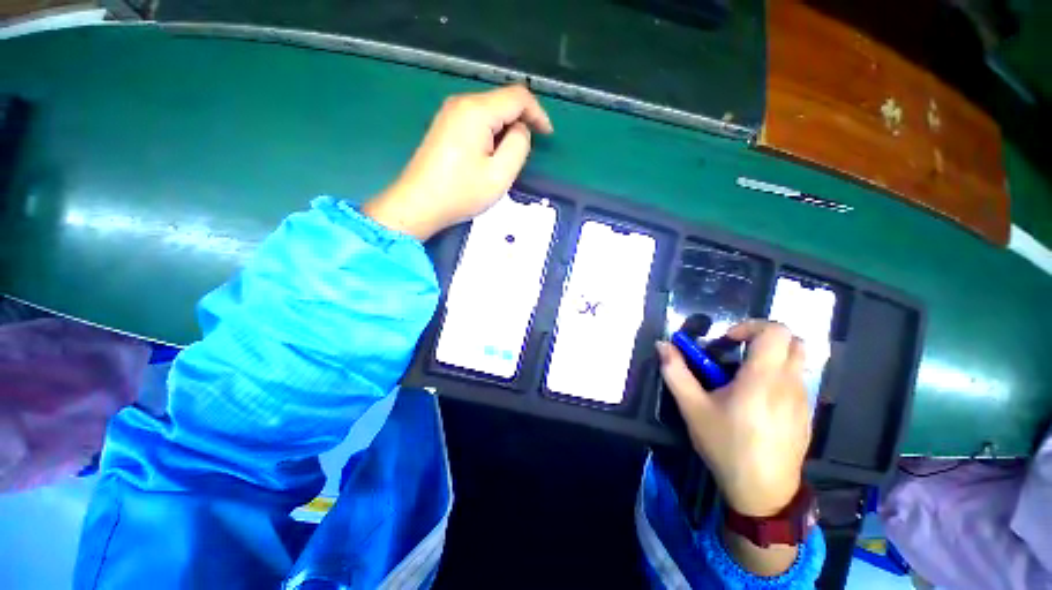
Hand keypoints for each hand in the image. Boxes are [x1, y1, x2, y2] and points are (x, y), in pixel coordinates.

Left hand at [363, 85, 553, 240]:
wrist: (418, 204)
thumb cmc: (461, 193)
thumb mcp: (500, 174)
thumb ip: (519, 145)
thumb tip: (520, 130)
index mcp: (477, 111)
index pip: (518, 96)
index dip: (538, 113)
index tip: (547, 136)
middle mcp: (462, 103)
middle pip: (502, 101)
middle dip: (520, 123)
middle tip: (525, 154)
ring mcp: (449, 114)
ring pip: (490, 112)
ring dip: (505, 131)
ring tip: (506, 160)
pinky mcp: (444, 127)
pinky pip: (476, 121)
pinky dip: (490, 134)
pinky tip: (488, 157)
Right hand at [657, 320, 810, 516]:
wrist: (763, 493)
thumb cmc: (726, 446)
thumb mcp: (692, 408)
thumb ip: (676, 372)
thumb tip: (662, 345)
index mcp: (763, 379)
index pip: (776, 331)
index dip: (750, 326)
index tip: (727, 341)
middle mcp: (790, 384)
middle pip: (794, 341)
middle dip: (763, 338)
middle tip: (737, 352)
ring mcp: (804, 400)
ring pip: (797, 361)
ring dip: (771, 357)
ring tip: (744, 377)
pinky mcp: (807, 414)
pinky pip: (798, 381)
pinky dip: (779, 376)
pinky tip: (757, 400)